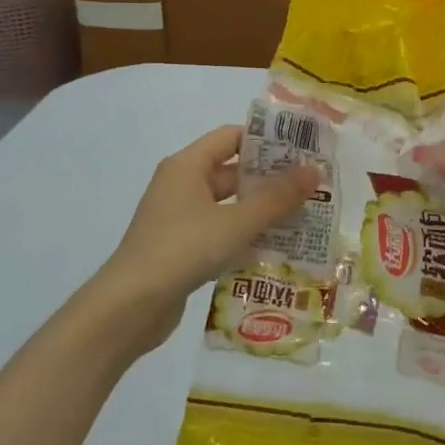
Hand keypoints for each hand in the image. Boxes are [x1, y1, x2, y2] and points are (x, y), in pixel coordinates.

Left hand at [89, 126, 318, 356]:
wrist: (129, 307)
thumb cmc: (183, 250)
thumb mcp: (236, 222)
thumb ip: (277, 198)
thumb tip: (314, 171)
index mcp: (187, 166)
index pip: (231, 137)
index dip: (266, 140)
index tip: (302, 150)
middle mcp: (181, 185)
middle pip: (232, 171)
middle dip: (270, 179)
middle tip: (311, 187)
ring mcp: (179, 218)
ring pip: (228, 204)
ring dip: (260, 210)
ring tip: (302, 217)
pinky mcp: (181, 247)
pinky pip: (219, 230)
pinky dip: (244, 234)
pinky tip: (274, 248)